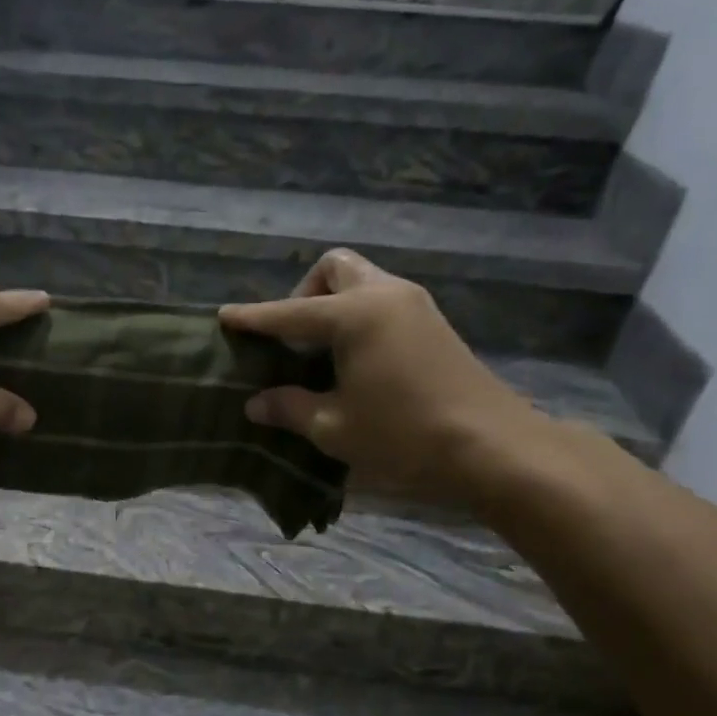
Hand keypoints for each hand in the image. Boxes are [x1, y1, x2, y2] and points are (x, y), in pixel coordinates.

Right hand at [219, 249, 546, 505]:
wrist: (492, 447)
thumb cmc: (403, 435)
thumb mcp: (333, 427)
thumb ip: (289, 407)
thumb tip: (256, 402)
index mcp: (355, 315)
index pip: (289, 313)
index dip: (253, 318)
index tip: (224, 318)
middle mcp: (384, 295)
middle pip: (334, 268)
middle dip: (302, 294)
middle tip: (291, 340)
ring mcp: (414, 305)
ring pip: (361, 281)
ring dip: (331, 305)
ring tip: (317, 355)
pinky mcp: (432, 324)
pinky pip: (381, 302)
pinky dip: (356, 318)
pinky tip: (351, 361)